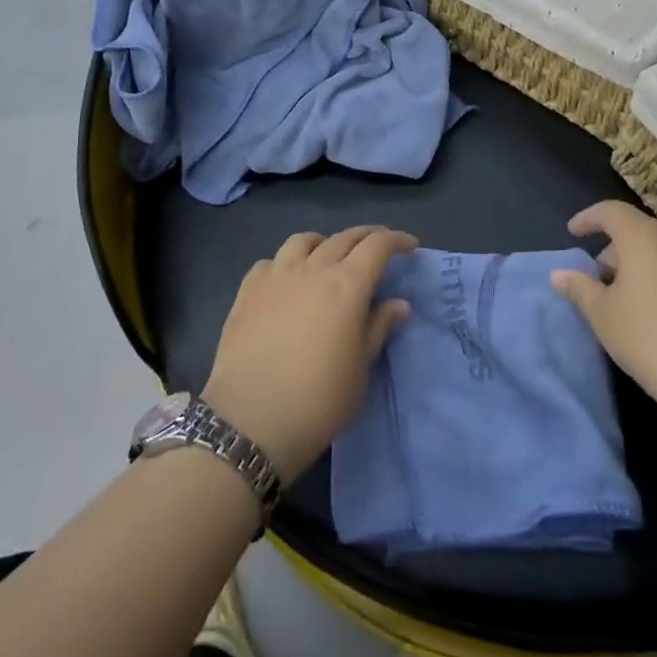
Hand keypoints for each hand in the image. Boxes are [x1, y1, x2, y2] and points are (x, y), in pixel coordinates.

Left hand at [203, 226, 414, 485]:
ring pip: (303, 241)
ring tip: (329, 255)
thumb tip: (398, 303)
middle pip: (344, 238)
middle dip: (366, 236)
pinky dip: (286, 263)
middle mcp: (313, 270)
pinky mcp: (248, 291)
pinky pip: (270, 261)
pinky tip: (287, 280)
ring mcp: (276, 276)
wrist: (250, 419)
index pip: (377, 246)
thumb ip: (378, 328)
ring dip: (324, 242)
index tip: (409, 245)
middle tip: (378, 246)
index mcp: (347, 286)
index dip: (396, 240)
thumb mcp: (360, 370)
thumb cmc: (318, 400)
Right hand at [550, 202, 656, 438]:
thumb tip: (560, 273)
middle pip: (636, 231)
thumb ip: (580, 289)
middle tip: (593, 277)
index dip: (588, 218)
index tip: (572, 233)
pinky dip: (656, 280)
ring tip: (618, 300)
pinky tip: (649, 315)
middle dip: (612, 248)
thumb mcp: (604, 316)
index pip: (611, 211)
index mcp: (643, 237)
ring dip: (635, 266)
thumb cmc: (653, 340)